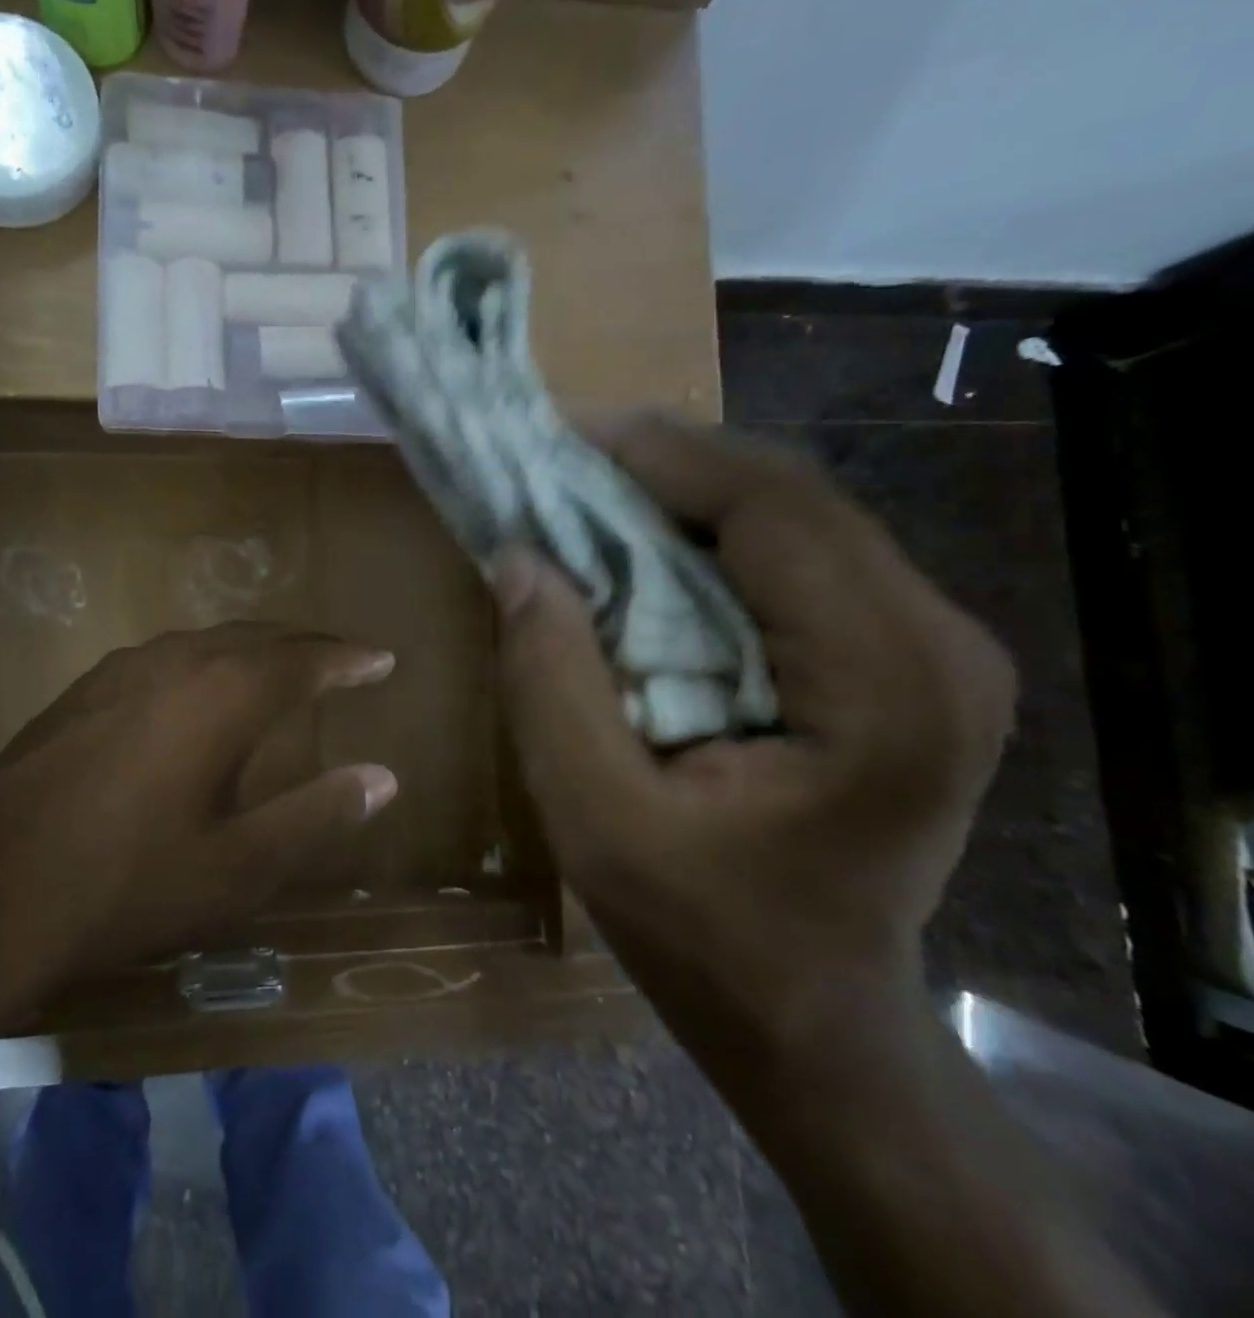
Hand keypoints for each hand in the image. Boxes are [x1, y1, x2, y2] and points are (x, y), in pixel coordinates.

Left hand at [0, 624, 398, 994]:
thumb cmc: (124, 883)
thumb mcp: (236, 867)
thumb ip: (314, 816)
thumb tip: (383, 777)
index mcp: (222, 695)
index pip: (305, 660)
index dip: (348, 659)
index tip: (383, 658)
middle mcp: (176, 663)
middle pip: (257, 637)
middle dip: (305, 644)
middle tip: (341, 656)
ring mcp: (121, 671)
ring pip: (206, 641)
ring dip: (252, 648)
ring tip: (279, 663)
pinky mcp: (82, 690)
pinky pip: (165, 657)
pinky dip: (204, 661)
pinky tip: (195, 687)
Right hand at [492, 414, 1014, 1067]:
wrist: (811, 1019)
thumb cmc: (705, 938)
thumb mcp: (595, 820)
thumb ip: (550, 682)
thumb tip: (518, 557)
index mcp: (888, 686)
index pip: (775, 508)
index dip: (659, 454)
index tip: (556, 435)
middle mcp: (935, 643)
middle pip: (789, 495)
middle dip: (662, 462)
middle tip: (555, 457)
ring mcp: (928, 646)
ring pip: (789, 515)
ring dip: (678, 492)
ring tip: (581, 490)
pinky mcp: (895, 656)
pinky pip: (789, 557)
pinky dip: (702, 535)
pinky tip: (634, 546)